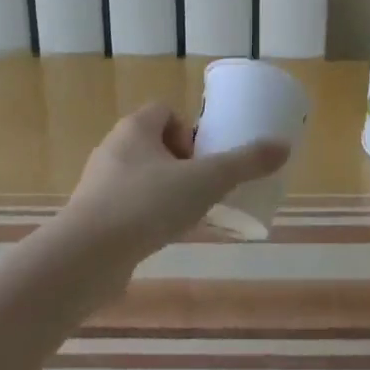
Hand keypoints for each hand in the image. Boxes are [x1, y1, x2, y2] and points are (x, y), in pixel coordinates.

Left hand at [58, 103, 288, 273]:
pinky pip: (125, 208)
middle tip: (200, 190)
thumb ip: (245, 163)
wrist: (86, 257)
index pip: (164, 111)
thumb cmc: (147, 205)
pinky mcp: (90, 218)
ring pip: (139, 177)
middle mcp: (113, 148)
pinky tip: (159, 240)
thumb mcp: (206, 181)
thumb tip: (283, 146)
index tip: (203, 160)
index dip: (188, 131)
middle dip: (179, 165)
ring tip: (183, 218)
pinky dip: (144, 219)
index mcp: (136, 127)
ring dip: (163, 193)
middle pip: (153, 144)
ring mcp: (97, 184)